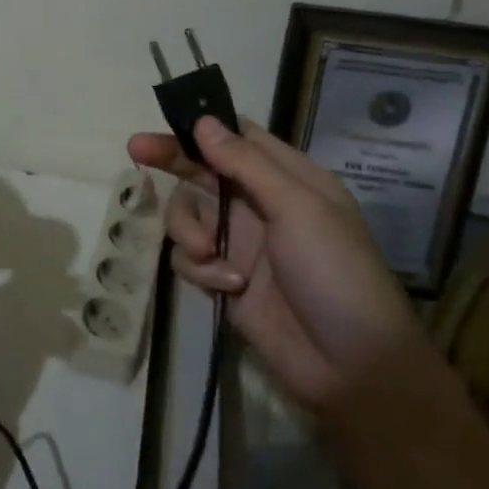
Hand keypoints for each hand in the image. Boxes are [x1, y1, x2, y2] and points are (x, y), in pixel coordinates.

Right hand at [132, 116, 488, 488]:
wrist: (351, 367)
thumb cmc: (335, 273)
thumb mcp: (298, 208)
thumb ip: (246, 164)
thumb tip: (203, 121)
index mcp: (287, 178)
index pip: (237, 137)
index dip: (202, 126)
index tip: (166, 121)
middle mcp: (259, 203)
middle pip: (202, 171)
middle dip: (171, 161)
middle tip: (136, 150)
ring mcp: (239, 242)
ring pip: (187, 214)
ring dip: (188, 229)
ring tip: (207, 253)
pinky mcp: (224, 278)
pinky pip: (189, 258)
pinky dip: (201, 269)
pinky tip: (227, 286)